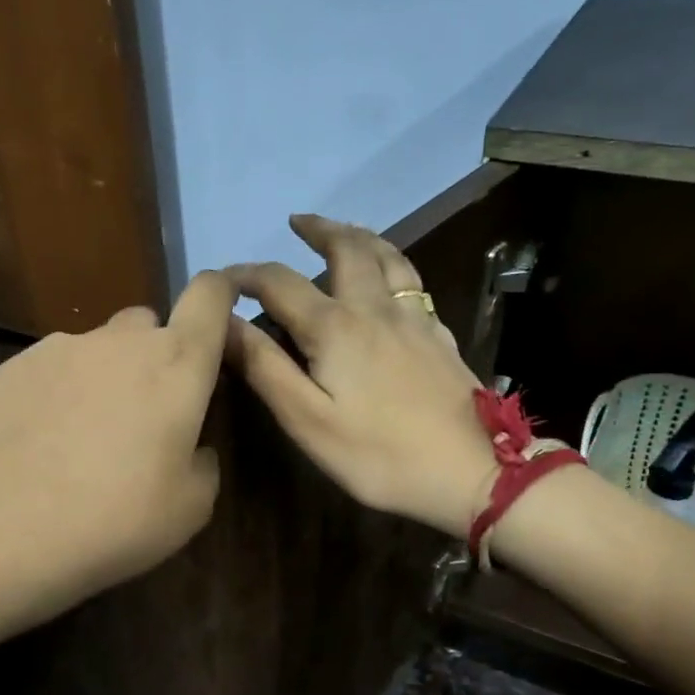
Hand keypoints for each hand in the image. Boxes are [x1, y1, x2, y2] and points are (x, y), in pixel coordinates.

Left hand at [0, 270, 234, 610]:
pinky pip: (51, 368)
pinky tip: (41, 441)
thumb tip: (192, 448)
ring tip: (83, 435)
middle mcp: (121, 339)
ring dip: (103, 374)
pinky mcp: (14, 366)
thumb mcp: (192, 506)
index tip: (217, 321)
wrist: (9, 526)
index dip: (219, 295)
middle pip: (148, 322)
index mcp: (178, 362)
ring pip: (97, 346)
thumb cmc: (120, 515)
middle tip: (144, 411)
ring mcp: (62, 347)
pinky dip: (56, 392)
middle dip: (153, 354)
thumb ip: (204, 461)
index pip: (209, 295)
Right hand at [226, 215, 494, 537]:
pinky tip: (390, 282)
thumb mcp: (307, 420)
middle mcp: (375, 308)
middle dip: (318, 230)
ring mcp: (415, 319)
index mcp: (335, 326)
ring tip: (344, 232)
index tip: (223, 277)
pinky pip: (412, 282)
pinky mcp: (440, 336)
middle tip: (297, 223)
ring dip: (360, 236)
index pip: (279, 283)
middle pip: (347, 249)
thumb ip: (264, 367)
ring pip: (388, 257)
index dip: (246, 275)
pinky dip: (392, 265)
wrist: (471, 471)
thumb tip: (224, 322)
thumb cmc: (378, 454)